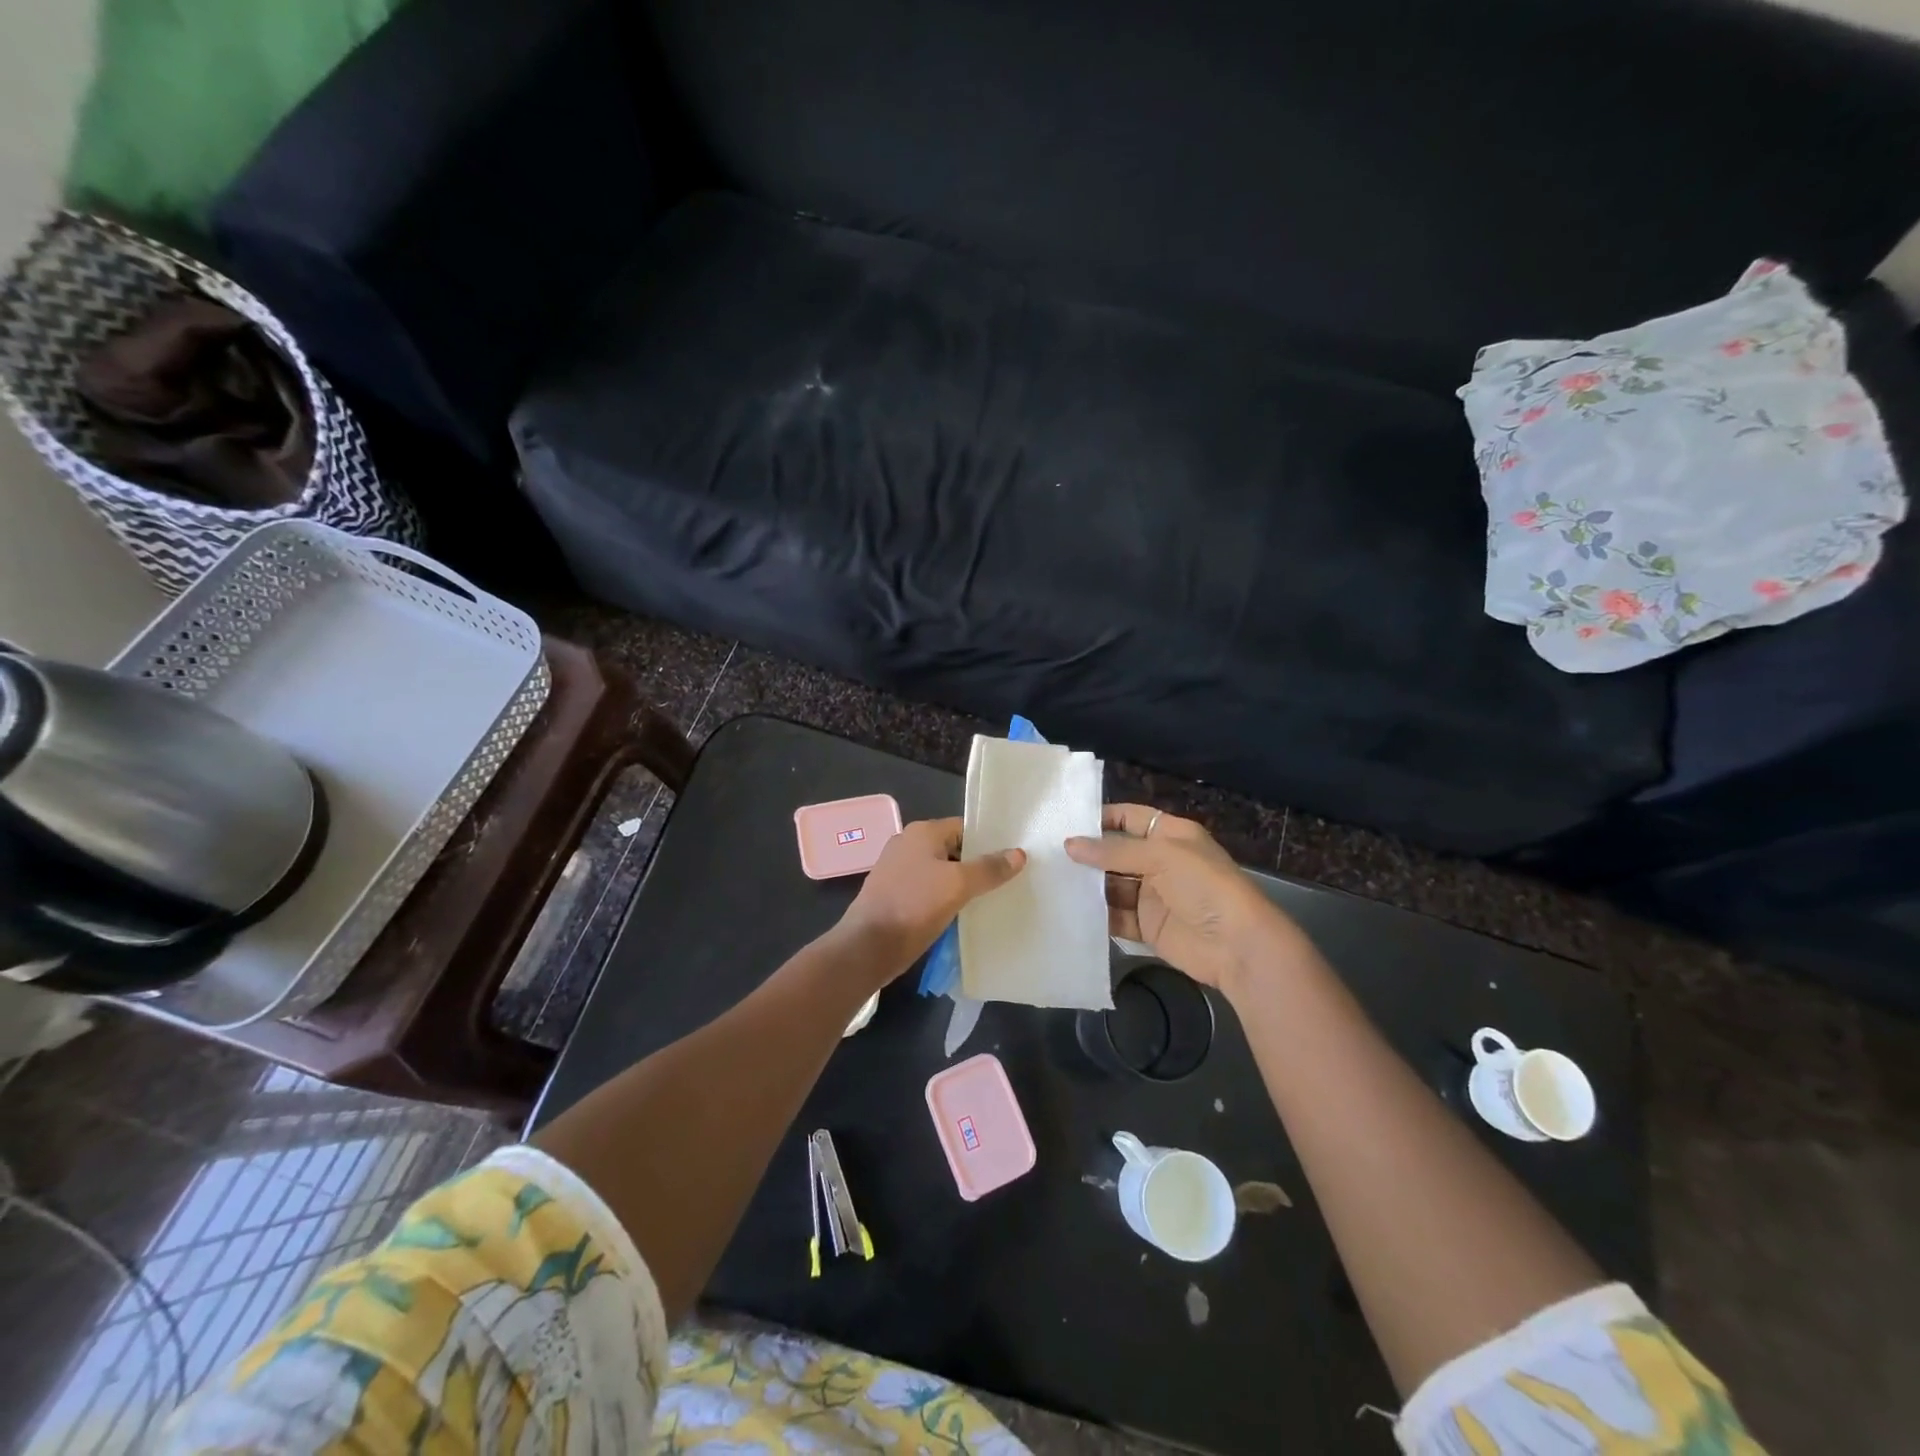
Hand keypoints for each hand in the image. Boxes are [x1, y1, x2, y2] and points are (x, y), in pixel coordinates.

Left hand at [839, 817, 1025, 980]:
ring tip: (991, 900)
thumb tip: (1018, 853)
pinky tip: (963, 914)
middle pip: (954, 850)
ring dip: (962, 885)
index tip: (1012, 859)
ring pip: (941, 872)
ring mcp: (899, 870)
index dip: (988, 842)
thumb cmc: (914, 906)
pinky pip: (929, 890)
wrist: (869, 946)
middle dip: (977, 865)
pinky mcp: (895, 894)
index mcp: (922, 832)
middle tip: (1007, 882)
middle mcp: (908, 844)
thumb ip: (989, 868)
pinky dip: (945, 899)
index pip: (964, 828)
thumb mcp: (958, 885)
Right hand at [1065, 804, 1304, 996]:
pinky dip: (1097, 915)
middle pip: (1117, 853)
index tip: (1066, 822)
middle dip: (1088, 854)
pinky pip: (1116, 916)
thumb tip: (1069, 844)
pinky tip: (1069, 911)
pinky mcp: (1148, 926)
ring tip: (1051, 882)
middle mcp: (1161, 861)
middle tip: (1047, 854)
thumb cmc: (1204, 886)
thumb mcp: (1161, 856)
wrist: (1238, 945)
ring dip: (1088, 885)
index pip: (1130, 817)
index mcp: (1171, 835)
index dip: (1102, 817)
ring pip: (1113, 885)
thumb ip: (1113, 851)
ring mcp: (1154, 895)